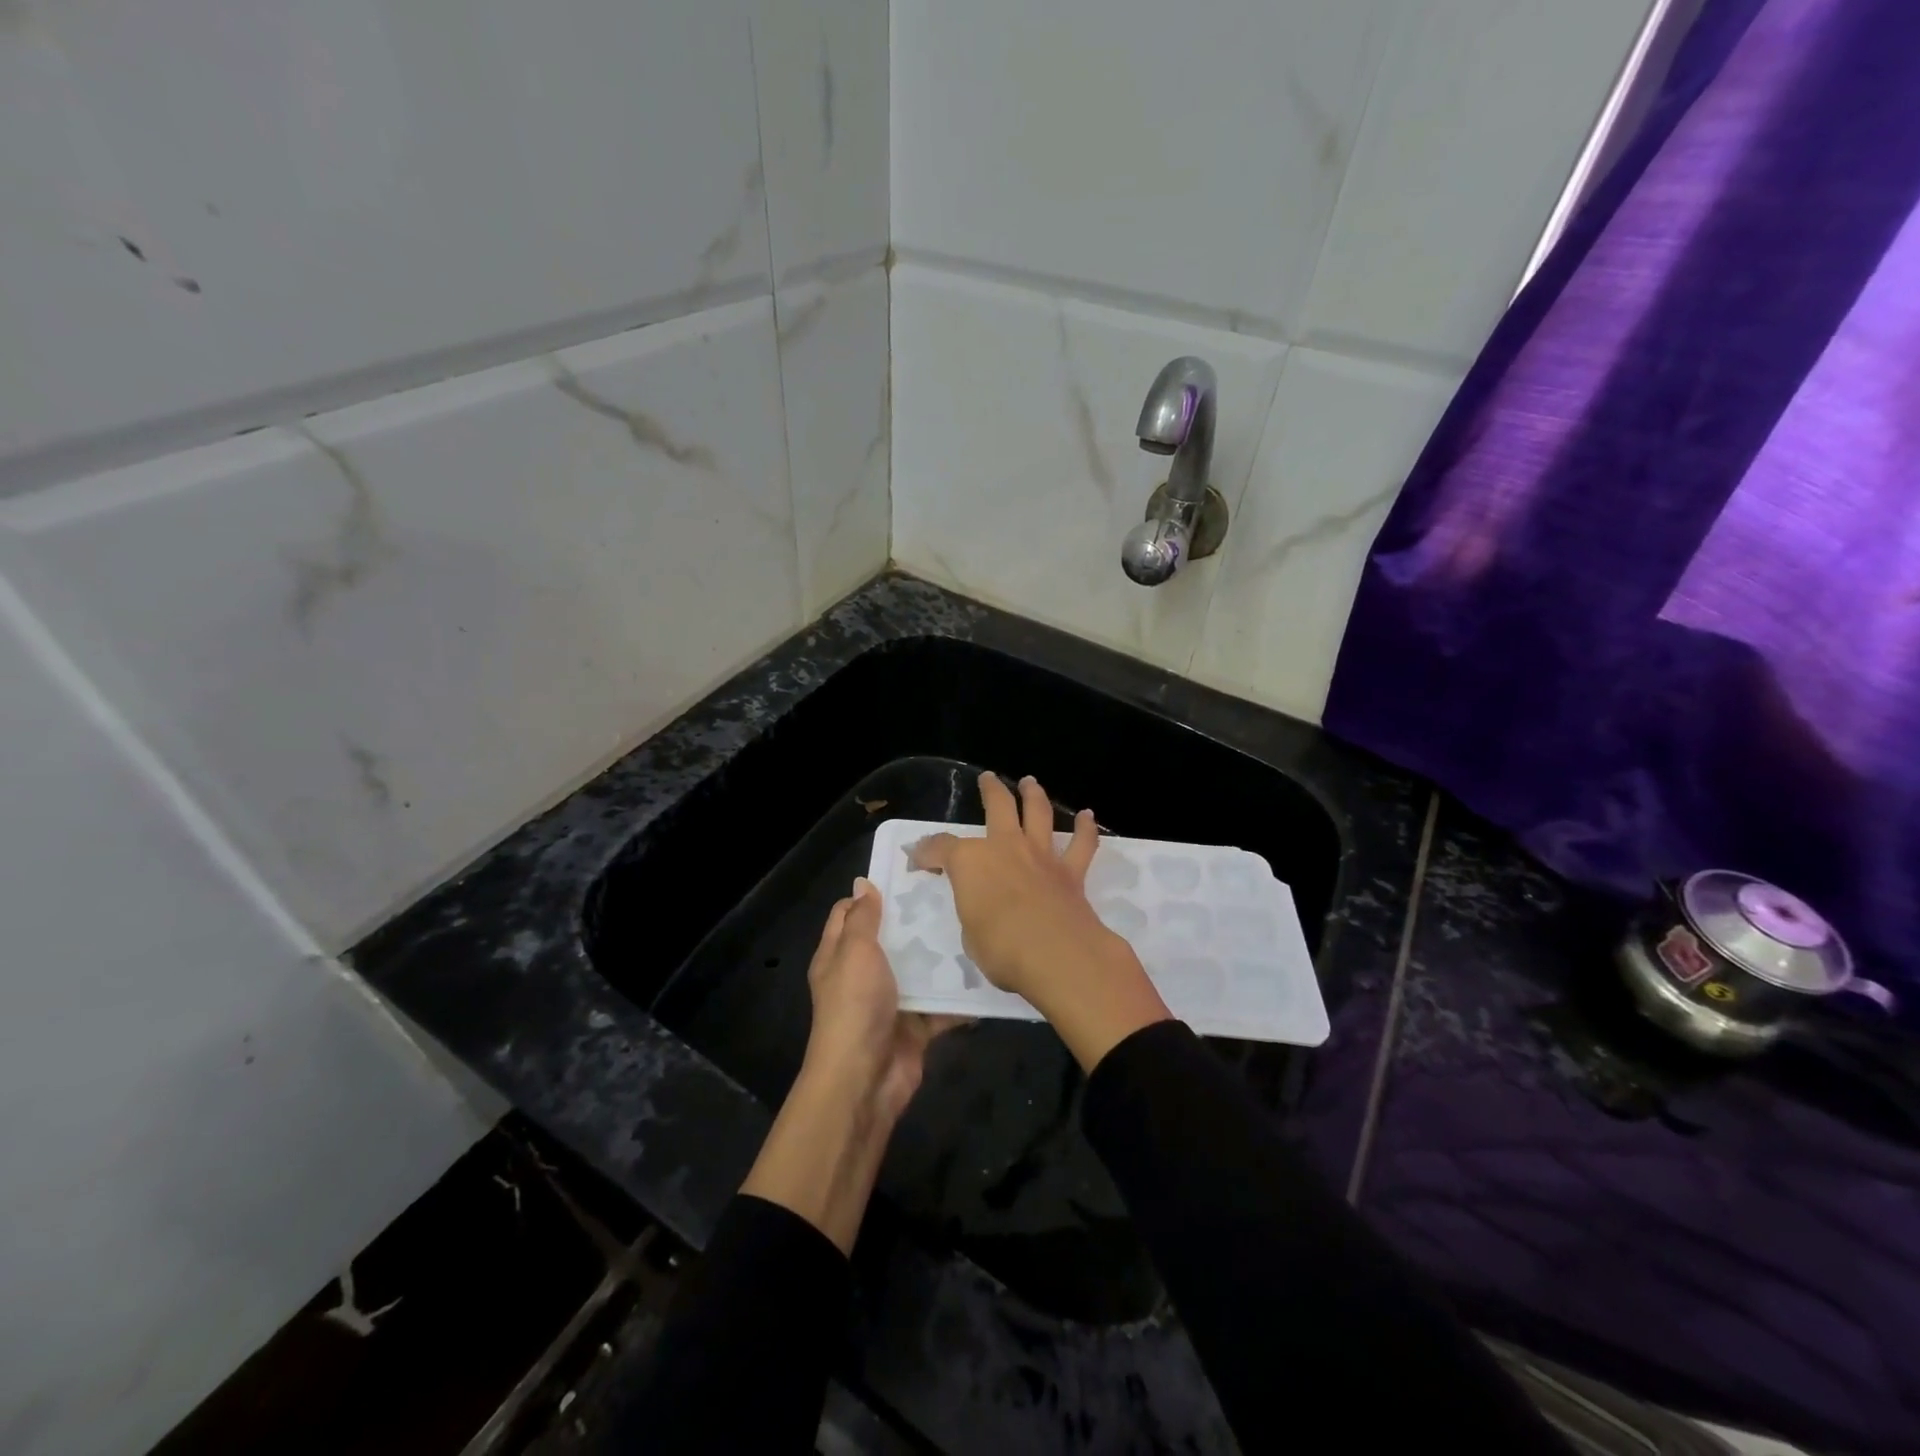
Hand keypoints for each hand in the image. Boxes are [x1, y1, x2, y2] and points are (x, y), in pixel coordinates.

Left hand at [802, 878, 963, 1124]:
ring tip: (975, 924)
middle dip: (916, 919)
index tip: (908, 874)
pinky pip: (941, 1003)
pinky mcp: (916, 1025)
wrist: (865, 1079)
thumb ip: (861, 919)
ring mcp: (891, 1001)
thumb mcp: (854, 952)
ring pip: (919, 969)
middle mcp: (863, 975)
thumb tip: (862, 883)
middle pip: (890, 939)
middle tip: (953, 893)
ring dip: (942, 954)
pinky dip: (960, 994)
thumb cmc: (855, 1006)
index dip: (873, 893)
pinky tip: (986, 971)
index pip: (850, 913)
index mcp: (839, 955)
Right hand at [910, 773, 1169, 1070]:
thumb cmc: (1001, 949)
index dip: (926, 853)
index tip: (918, 861)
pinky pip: (1081, 844)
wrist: (1057, 955)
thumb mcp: (969, 934)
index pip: (941, 848)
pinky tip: (1088, 816)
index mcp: (970, 862)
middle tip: (988, 779)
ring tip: (1030, 783)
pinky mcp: (1071, 872)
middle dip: (990, 790)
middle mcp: (1005, 847)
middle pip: (998, 806)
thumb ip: (974, 912)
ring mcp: (1040, 856)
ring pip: (1038, 813)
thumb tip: (981, 907)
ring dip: (1033, 795)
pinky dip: (1086, 829)